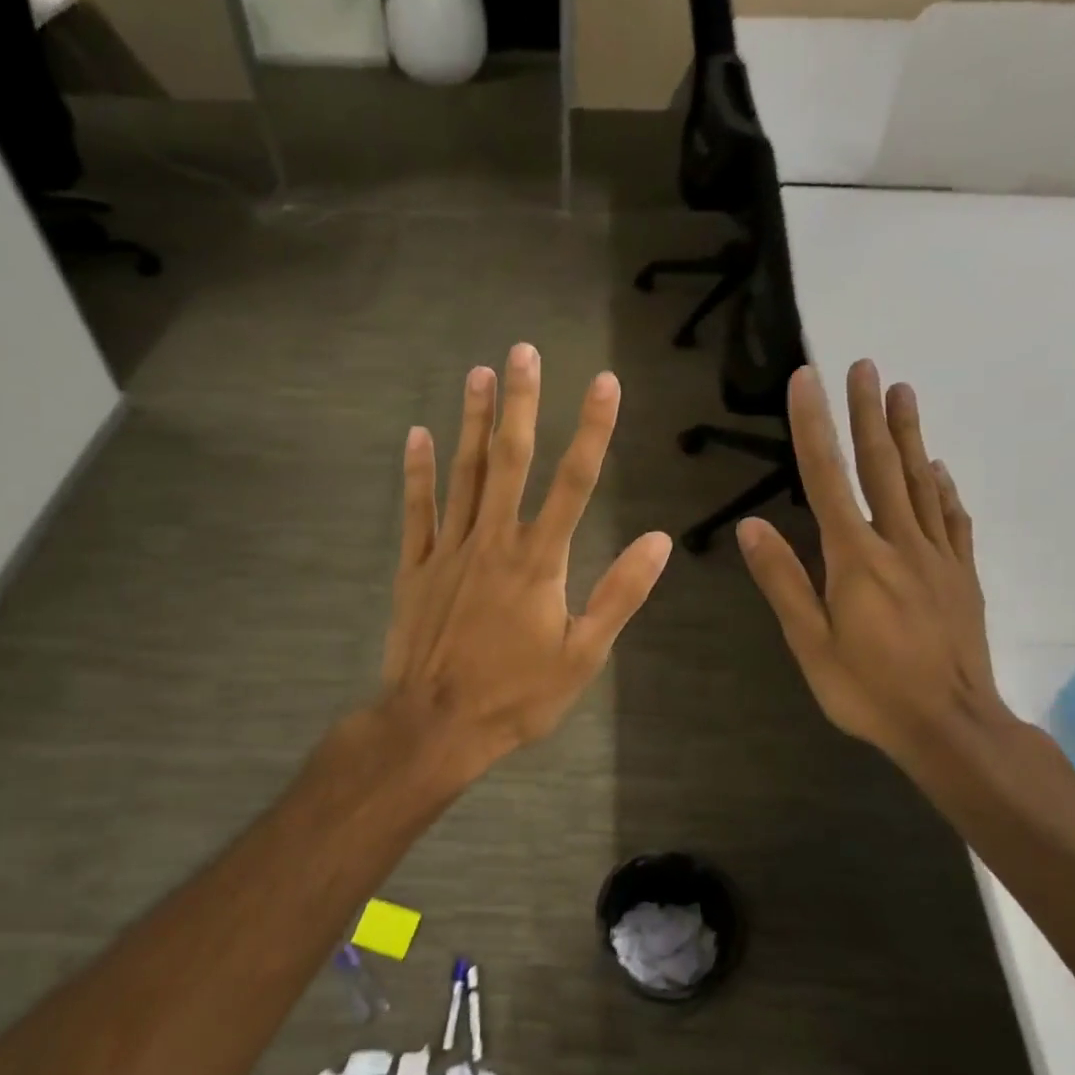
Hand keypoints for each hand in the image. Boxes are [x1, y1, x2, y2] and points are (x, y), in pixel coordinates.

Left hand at [381, 343, 672, 778]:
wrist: (437, 724)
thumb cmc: (517, 695)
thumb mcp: (582, 655)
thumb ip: (619, 594)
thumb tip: (659, 541)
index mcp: (539, 562)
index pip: (573, 483)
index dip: (592, 430)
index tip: (604, 383)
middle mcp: (493, 542)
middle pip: (510, 461)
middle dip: (521, 403)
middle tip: (523, 351)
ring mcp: (448, 552)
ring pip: (464, 475)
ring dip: (473, 423)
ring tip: (479, 374)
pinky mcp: (415, 569)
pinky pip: (416, 512)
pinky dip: (417, 473)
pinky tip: (417, 436)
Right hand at [738, 360, 1010, 769]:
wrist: (951, 726)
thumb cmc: (869, 689)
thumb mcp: (811, 643)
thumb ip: (783, 581)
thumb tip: (751, 526)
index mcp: (856, 558)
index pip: (828, 479)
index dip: (815, 427)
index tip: (807, 381)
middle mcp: (900, 543)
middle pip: (881, 466)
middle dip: (868, 413)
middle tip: (864, 365)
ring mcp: (938, 557)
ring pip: (921, 482)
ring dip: (908, 435)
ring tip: (903, 391)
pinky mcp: (962, 575)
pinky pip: (952, 519)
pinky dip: (943, 487)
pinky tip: (938, 469)